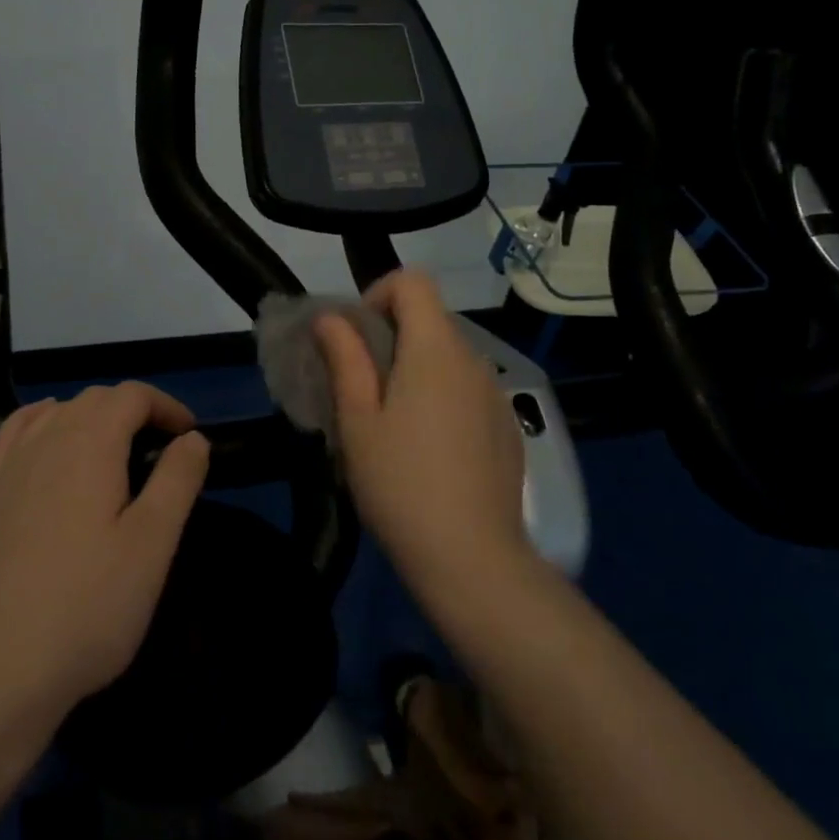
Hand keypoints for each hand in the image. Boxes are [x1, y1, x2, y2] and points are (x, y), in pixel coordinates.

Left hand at [0, 384, 209, 739]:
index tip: (189, 438)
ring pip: (54, 414)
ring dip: (91, 419)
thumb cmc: (85, 608)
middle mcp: (43, 439)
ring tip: (112, 456)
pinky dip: (42, 426)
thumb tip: (193, 437)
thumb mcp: (152, 545)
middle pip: (93, 399)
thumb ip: (177, 480)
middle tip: (159, 454)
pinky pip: (14, 435)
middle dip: (133, 412)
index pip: (132, 395)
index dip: (166, 406)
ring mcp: (4, 467)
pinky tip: (47, 451)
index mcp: (89, 442)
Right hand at [315, 270, 531, 601]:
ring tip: (392, 423)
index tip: (355, 338)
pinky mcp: (507, 426)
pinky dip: (442, 396)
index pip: (413, 282)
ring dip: (415, 369)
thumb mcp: (357, 420)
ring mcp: (496, 394)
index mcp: (435, 349)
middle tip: (361, 389)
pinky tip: (429, 449)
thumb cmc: (400, 483)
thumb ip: (345, 358)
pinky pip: (468, 389)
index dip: (378, 294)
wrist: (472, 558)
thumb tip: (331, 317)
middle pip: (430, 319)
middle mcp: (473, 359)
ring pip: (448, 357)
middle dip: (390, 337)